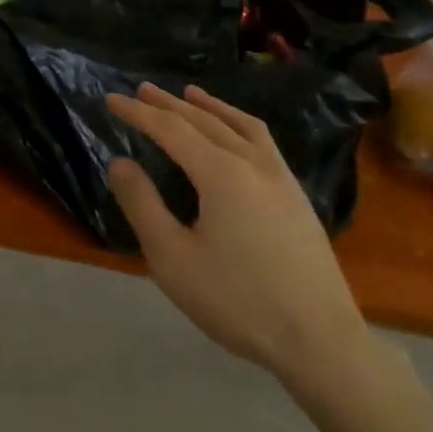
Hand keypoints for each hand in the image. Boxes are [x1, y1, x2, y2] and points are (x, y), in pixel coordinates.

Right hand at [106, 84, 371, 381]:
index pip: (170, 128)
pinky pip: (262, 140)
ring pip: (238, 125)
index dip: (138, 112)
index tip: (111, 99)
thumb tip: (120, 163)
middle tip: (142, 90)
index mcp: (220, 172)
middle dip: (169, 104)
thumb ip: (142, 205)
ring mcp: (279, 176)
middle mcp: (251, 161)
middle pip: (203, 120)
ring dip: (209, 106)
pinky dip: (239, 123)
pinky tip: (237, 133)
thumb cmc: (238, 301)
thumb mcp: (173, 259)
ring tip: (189, 94)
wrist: (321, 341)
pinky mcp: (296, 195)